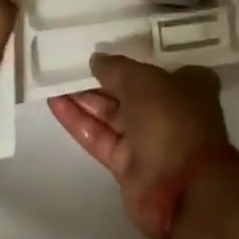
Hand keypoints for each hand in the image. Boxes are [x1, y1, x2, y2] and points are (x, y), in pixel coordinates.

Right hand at [49, 54, 230, 238]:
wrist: (183, 191)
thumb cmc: (171, 120)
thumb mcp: (142, 81)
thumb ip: (116, 68)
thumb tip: (96, 60)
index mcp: (186, 85)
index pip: (153, 65)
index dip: (128, 57)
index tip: (102, 46)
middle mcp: (168, 110)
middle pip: (128, 90)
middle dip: (99, 79)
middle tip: (66, 61)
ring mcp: (148, 140)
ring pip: (110, 114)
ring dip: (83, 98)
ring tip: (53, 78)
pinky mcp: (127, 166)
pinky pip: (99, 137)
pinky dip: (78, 121)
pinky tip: (54, 103)